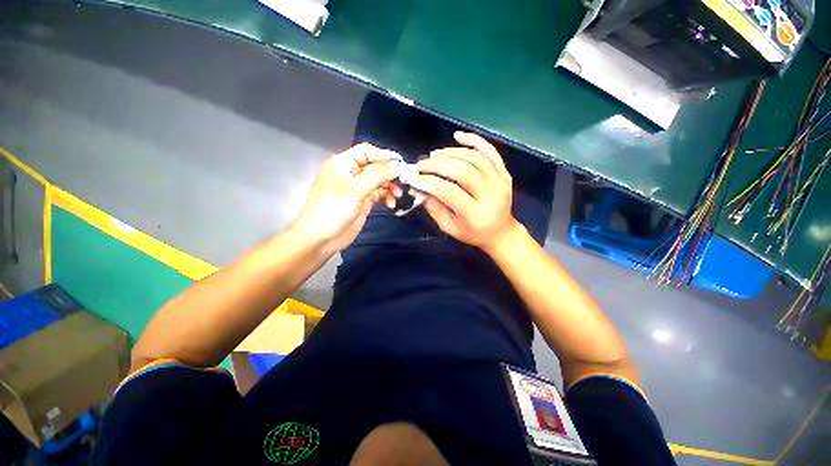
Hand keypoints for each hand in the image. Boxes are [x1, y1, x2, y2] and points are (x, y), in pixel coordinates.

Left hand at [293, 143, 401, 252]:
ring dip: (390, 187)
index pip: (367, 152)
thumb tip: (399, 165)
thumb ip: (378, 174)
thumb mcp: (355, 189)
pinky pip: (379, 194)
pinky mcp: (363, 202)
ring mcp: (358, 189)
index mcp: (344, 163)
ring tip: (397, 196)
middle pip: (375, 167)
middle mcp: (351, 173)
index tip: (402, 163)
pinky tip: (390, 204)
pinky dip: (386, 197)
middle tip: (403, 183)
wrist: (321, 239)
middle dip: (389, 174)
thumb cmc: (334, 209)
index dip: (384, 155)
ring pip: (379, 181)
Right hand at [414, 131, 518, 250]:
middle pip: (463, 171)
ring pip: (475, 158)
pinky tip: (457, 136)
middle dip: (437, 165)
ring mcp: (501, 182)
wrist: (500, 232)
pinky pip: (491, 152)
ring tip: (434, 155)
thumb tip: (418, 187)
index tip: (413, 177)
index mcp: (475, 215)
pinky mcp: (505, 173)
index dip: (429, 182)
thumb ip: (433, 207)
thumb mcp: (449, 227)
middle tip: (422, 164)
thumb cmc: (472, 233)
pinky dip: (474, 140)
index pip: (449, 192)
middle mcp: (491, 196)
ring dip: (451, 152)